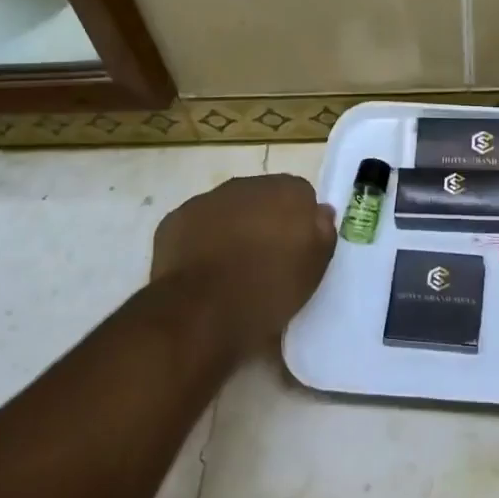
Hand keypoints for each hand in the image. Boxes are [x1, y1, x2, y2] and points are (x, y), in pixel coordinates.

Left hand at [151, 174, 337, 354]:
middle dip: (264, 221)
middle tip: (265, 260)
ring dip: (231, 229)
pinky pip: (195, 226)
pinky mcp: (175, 219)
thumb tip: (319, 212)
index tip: (296, 250)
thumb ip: (323, 232)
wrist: (203, 312)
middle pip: (263, 198)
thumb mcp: (315, 269)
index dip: (299, 222)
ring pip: (227, 209)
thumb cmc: (270, 290)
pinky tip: (202, 271)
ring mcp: (208, 199)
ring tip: (230, 269)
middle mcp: (248, 185)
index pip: (301, 195)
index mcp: (288, 191)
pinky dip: (200, 241)